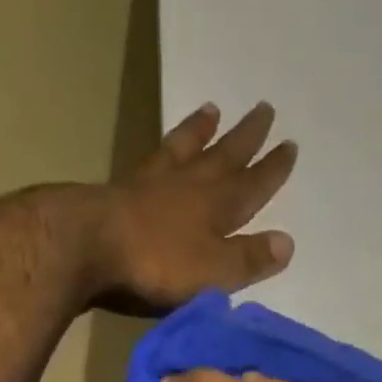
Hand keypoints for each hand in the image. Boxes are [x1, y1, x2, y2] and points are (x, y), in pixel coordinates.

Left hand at [94, 103, 297, 313]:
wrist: (91, 245)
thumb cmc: (159, 265)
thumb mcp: (214, 272)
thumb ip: (248, 259)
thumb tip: (288, 243)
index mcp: (217, 208)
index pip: (253, 186)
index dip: (272, 170)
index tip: (290, 146)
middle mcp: (190, 185)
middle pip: (224, 156)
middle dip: (246, 138)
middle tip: (264, 109)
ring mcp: (154, 183)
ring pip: (186, 148)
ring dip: (202, 131)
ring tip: (213, 110)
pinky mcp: (123, 189)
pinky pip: (153, 158)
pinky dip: (166, 145)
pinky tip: (166, 142)